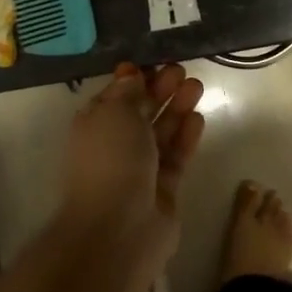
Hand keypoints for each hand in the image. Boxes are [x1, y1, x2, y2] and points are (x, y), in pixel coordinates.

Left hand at [59, 62, 205, 264]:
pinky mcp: (163, 189)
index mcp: (94, 126)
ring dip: (177, 108)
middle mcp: (114, 145)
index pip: (115, 96)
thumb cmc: (110, 161)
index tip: (155, 62)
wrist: (119, 229)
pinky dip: (185, 136)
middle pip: (140, 111)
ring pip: (161, 132)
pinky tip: (198, 117)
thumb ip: (127, 92)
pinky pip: (175, 156)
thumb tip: (131, 75)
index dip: (134, 78)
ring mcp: (139, 169)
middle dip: (160, 90)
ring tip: (197, 86)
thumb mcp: (113, 113)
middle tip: (182, 71)